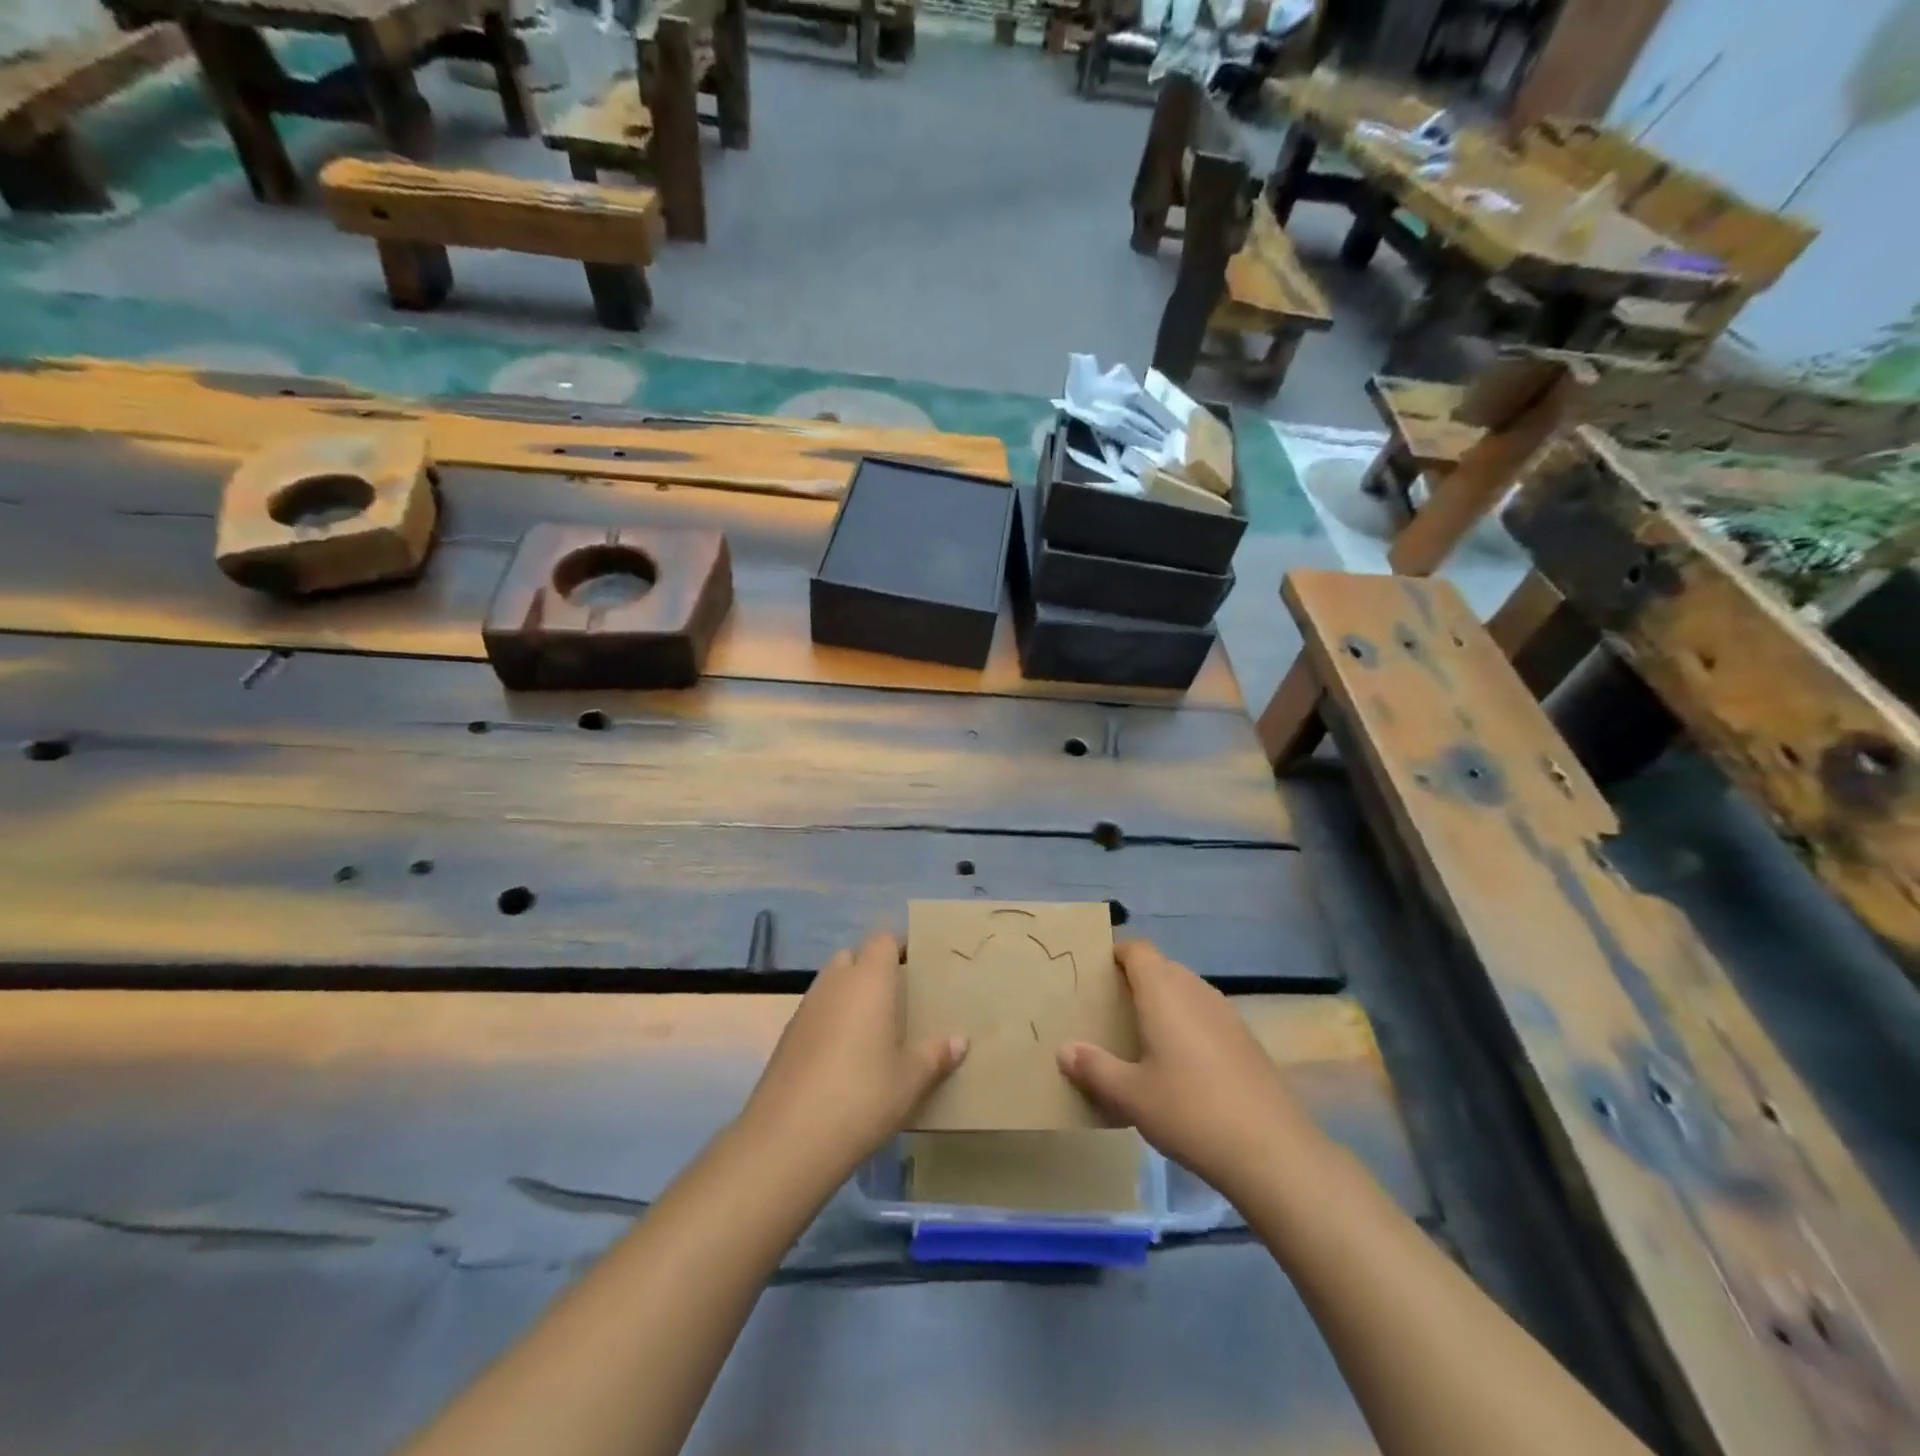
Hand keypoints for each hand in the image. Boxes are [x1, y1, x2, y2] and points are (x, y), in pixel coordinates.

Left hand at [735, 930, 967, 1181]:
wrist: (788, 1139)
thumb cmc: (862, 1096)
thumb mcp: (910, 1080)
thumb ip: (935, 1055)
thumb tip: (959, 1040)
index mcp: (868, 980)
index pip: (883, 940)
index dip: (900, 947)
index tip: (918, 966)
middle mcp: (834, 983)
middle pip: (853, 956)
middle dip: (872, 969)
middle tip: (898, 999)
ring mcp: (805, 1008)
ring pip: (831, 984)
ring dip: (849, 995)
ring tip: (873, 1030)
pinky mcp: (787, 1037)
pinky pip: (815, 1012)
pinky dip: (830, 1021)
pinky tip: (844, 1058)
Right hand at [1057, 941, 1316, 1200]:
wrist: (1273, 1151)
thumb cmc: (1190, 1111)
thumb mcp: (1130, 1095)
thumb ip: (1094, 1068)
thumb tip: (1064, 1050)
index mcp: (1164, 991)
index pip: (1138, 949)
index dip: (1116, 954)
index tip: (1095, 977)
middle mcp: (1196, 991)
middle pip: (1161, 968)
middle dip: (1135, 982)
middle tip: (1110, 1012)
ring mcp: (1226, 1014)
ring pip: (1186, 992)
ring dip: (1164, 1005)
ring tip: (1141, 1040)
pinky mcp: (1246, 1040)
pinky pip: (1206, 1016)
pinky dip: (1188, 1026)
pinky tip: (1181, 1068)